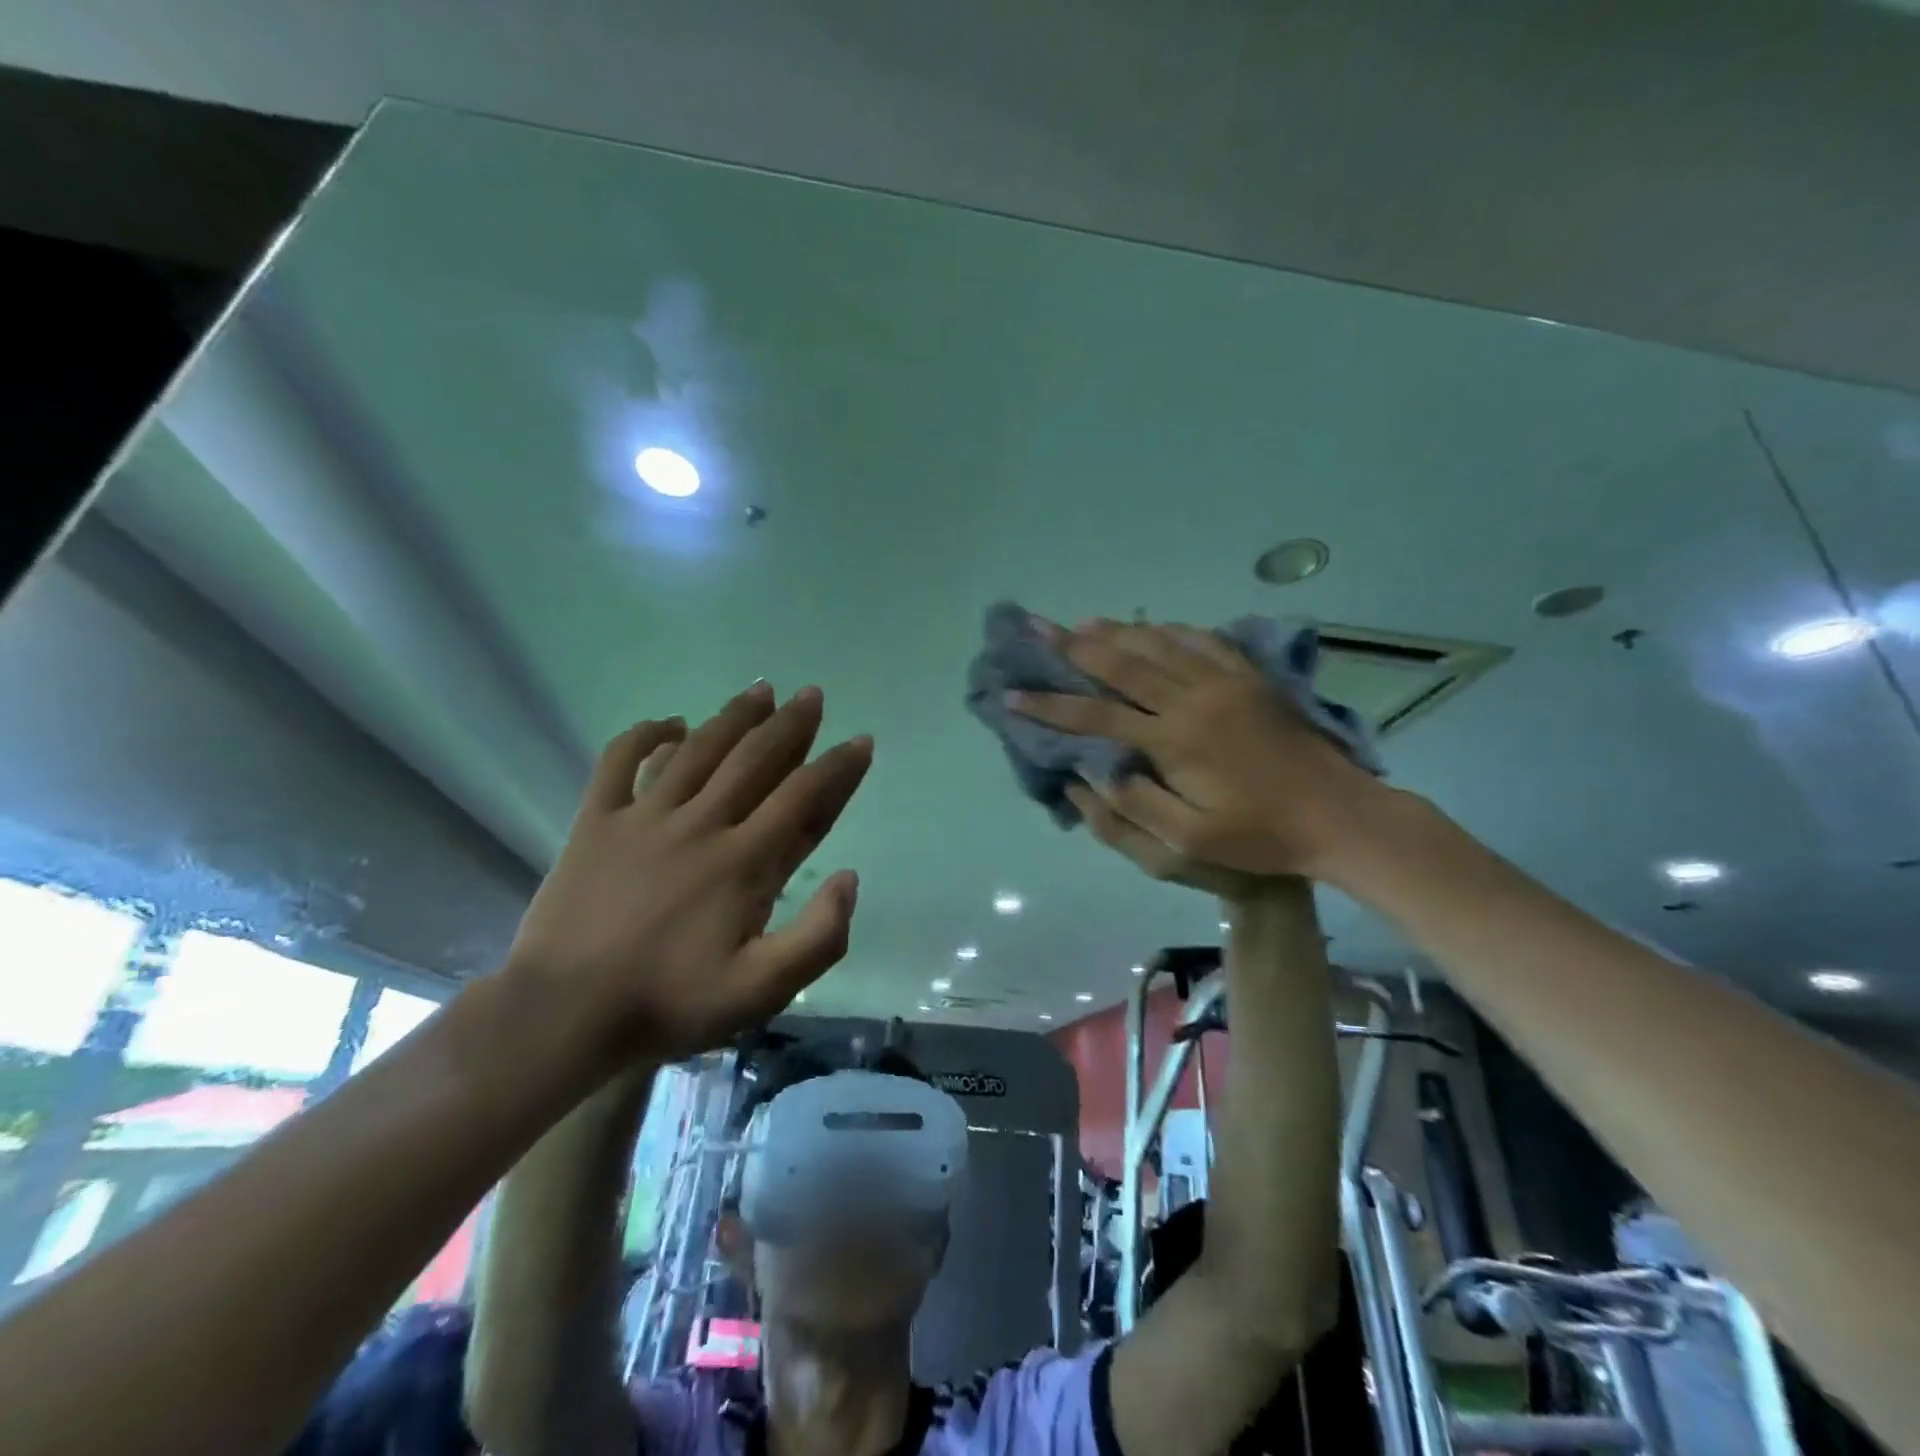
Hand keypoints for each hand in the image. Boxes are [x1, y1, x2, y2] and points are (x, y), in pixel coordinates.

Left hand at [505, 682, 871, 1065]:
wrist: (563, 1014)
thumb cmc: (668, 1002)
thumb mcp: (762, 990)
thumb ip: (818, 937)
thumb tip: (849, 877)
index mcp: (743, 861)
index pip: (803, 797)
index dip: (838, 767)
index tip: (861, 741)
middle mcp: (701, 824)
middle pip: (755, 758)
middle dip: (790, 724)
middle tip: (811, 695)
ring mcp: (645, 817)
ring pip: (699, 749)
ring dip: (734, 716)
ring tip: (761, 690)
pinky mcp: (597, 821)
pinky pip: (620, 761)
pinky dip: (645, 735)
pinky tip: (670, 723)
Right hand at [1012, 620, 1393, 883]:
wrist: (1338, 816)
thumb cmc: (1260, 836)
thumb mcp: (1190, 840)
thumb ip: (1136, 803)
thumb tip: (1092, 769)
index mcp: (1173, 740)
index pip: (1095, 715)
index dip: (1049, 705)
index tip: (1011, 693)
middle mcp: (1192, 699)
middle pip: (1121, 662)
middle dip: (1072, 646)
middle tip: (1036, 628)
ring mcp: (1225, 682)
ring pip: (1158, 644)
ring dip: (1116, 631)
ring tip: (1081, 623)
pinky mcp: (1250, 678)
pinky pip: (1201, 640)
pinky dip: (1168, 630)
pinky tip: (1151, 625)